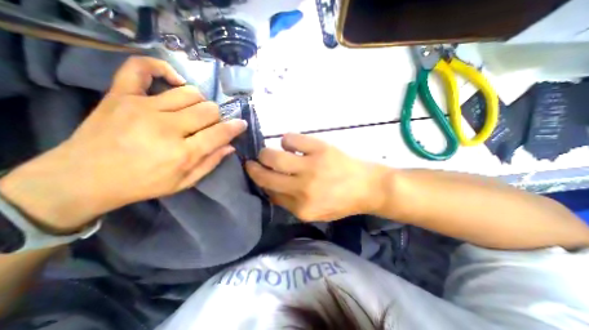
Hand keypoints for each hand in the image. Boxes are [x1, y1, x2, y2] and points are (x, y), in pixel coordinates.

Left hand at [0, 56, 246, 231]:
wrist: (83, 179)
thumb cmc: (143, 184)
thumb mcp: (184, 182)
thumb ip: (210, 163)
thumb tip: (230, 146)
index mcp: (183, 153)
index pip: (220, 133)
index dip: (236, 127)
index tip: (241, 124)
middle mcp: (167, 127)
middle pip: (209, 110)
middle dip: (217, 118)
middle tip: (210, 125)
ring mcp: (143, 107)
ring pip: (190, 93)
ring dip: (200, 102)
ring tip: (194, 112)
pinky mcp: (121, 95)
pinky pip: (142, 68)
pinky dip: (162, 69)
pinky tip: (174, 81)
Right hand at [244, 132, 387, 221]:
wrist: (368, 187)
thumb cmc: (341, 201)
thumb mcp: (314, 212)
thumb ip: (290, 203)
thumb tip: (270, 188)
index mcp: (301, 209)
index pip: (270, 194)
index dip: (262, 183)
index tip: (259, 176)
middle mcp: (302, 189)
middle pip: (265, 175)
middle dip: (253, 168)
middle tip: (253, 162)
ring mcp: (310, 167)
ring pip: (271, 155)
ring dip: (265, 153)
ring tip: (270, 153)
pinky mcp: (319, 149)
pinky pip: (290, 139)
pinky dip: (286, 141)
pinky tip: (292, 145)